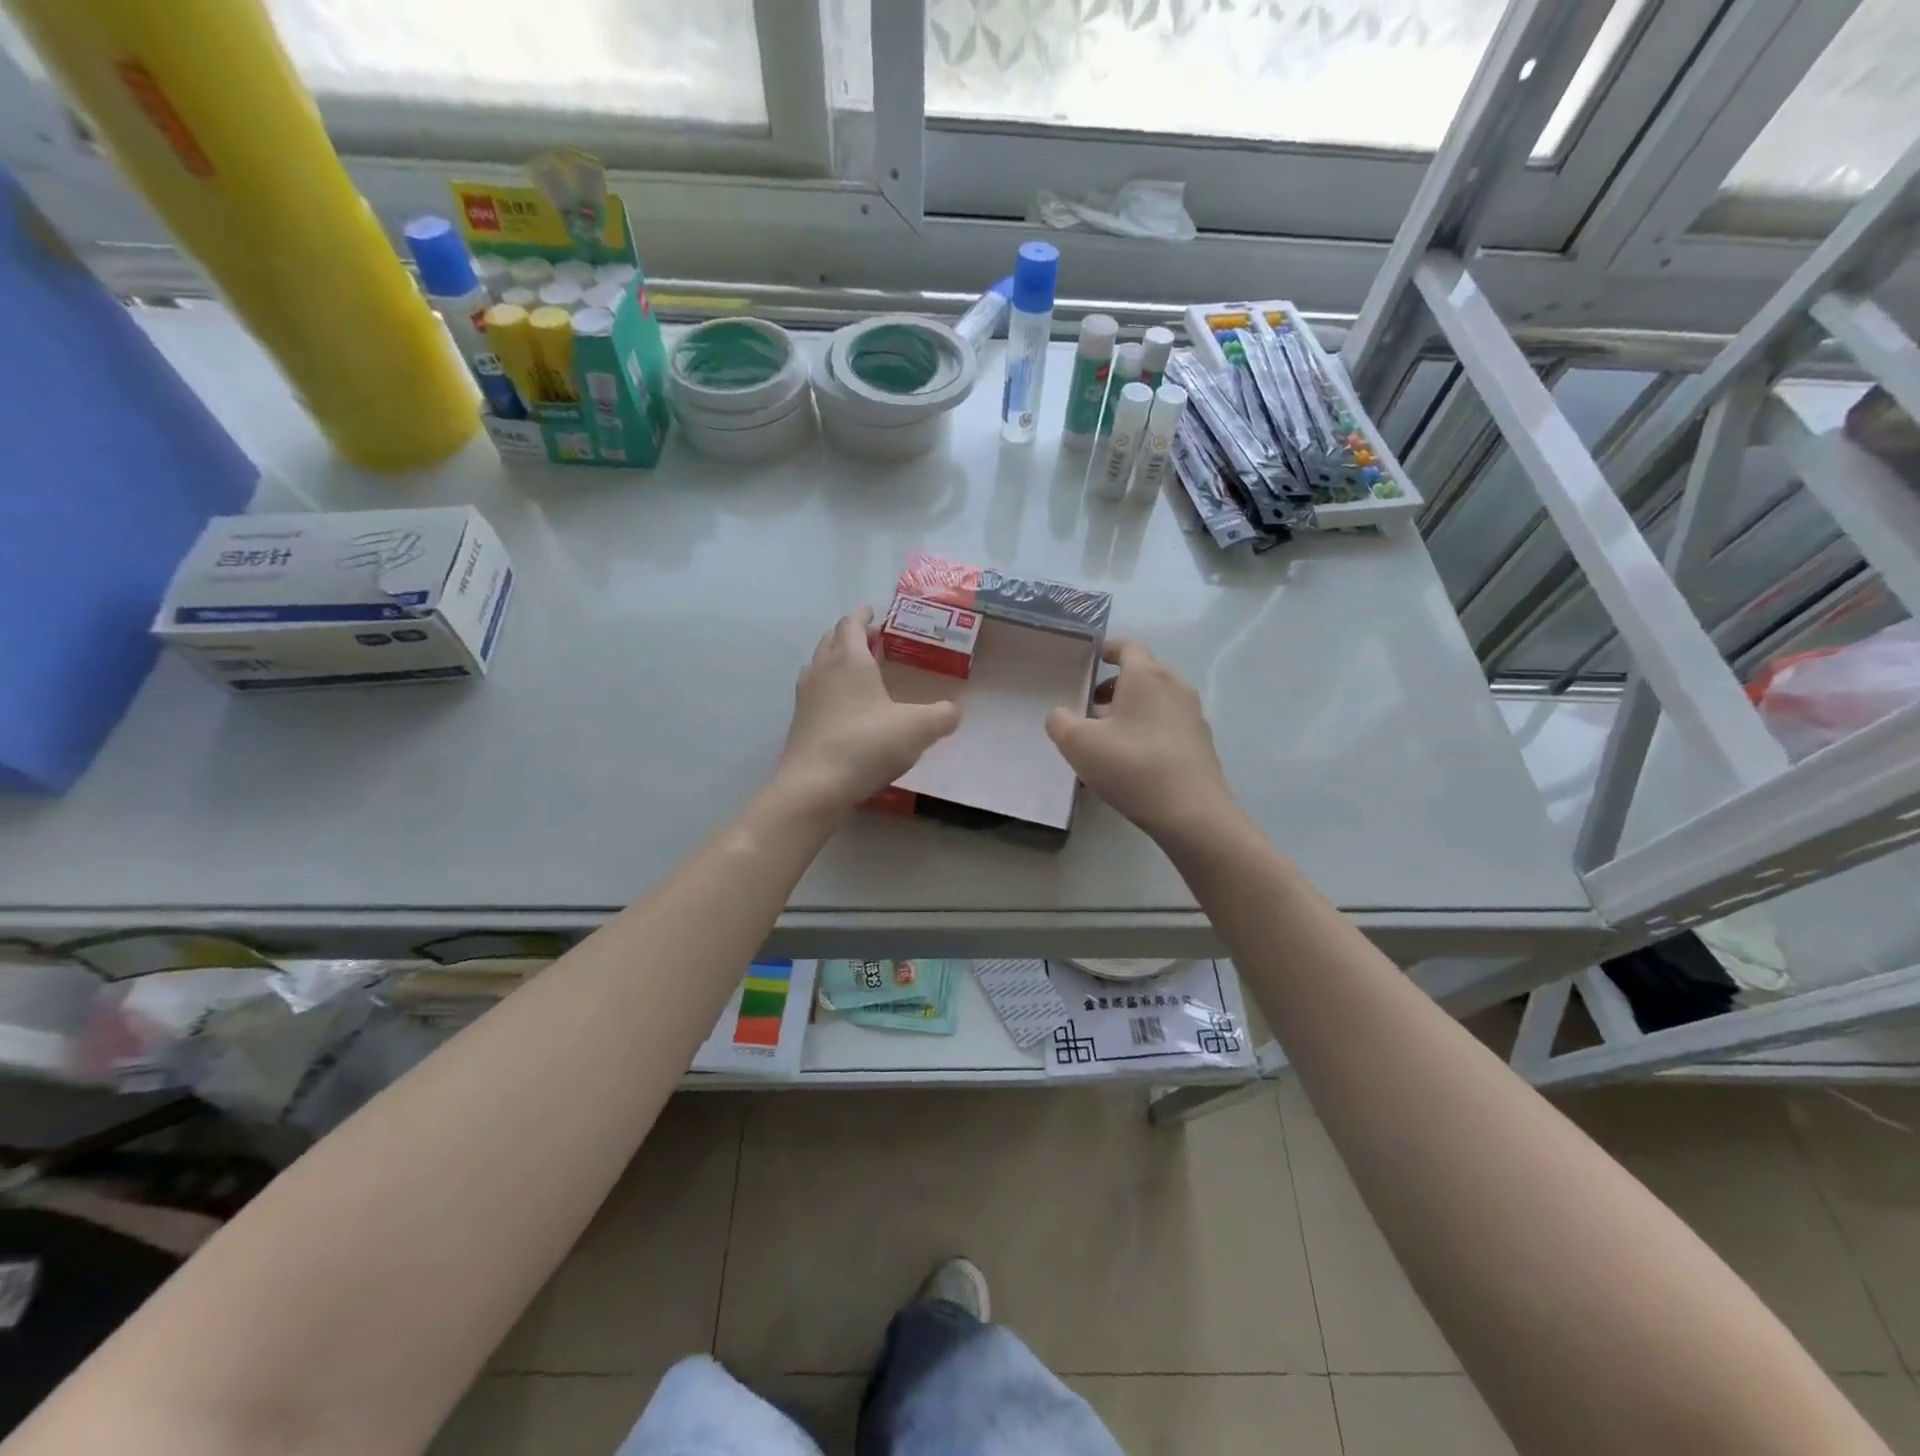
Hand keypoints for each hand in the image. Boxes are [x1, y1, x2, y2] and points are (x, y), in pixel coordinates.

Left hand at [774, 608, 961, 818]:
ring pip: (820, 664)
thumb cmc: (866, 745)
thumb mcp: (918, 729)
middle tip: (875, 641)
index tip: (875, 612)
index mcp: (849, 659)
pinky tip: (847, 707)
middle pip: (831, 639)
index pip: (851, 623)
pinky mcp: (799, 723)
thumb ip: (942, 715)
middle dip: (851, 634)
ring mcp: (806, 697)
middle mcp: (822, 670)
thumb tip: (953, 711)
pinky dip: (830, 687)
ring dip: (837, 659)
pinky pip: (816, 692)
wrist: (815, 786)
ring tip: (861, 671)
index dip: (864, 615)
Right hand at [1046, 639, 1239, 843]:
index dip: (1108, 650)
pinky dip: (1146, 733)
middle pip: (1143, 675)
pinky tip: (1129, 765)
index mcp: (1146, 676)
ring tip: (1105, 740)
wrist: (1192, 813)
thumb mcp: (1079, 744)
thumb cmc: (1132, 767)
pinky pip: (1167, 727)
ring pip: (1154, 703)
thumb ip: (1060, 722)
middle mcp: (1174, 687)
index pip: (1128, 647)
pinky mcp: (1201, 744)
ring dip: (1129, 712)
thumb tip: (1061, 715)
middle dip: (1114, 686)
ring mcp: (1192, 716)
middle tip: (1090, 707)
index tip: (1092, 660)